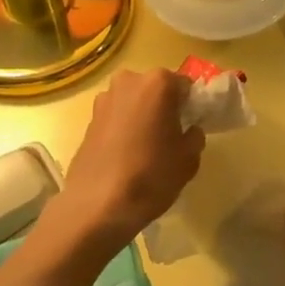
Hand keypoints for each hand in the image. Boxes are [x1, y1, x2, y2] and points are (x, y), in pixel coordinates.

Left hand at [50, 68, 202, 252]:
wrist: (98, 204)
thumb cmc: (151, 175)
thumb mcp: (189, 159)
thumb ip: (195, 136)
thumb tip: (190, 130)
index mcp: (158, 83)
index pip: (184, 86)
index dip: (190, 106)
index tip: (191, 125)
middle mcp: (130, 80)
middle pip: (155, 89)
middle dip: (163, 107)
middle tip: (169, 136)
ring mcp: (105, 98)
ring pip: (134, 102)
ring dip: (141, 115)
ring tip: (145, 147)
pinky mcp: (89, 118)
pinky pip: (116, 116)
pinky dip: (123, 127)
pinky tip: (125, 154)